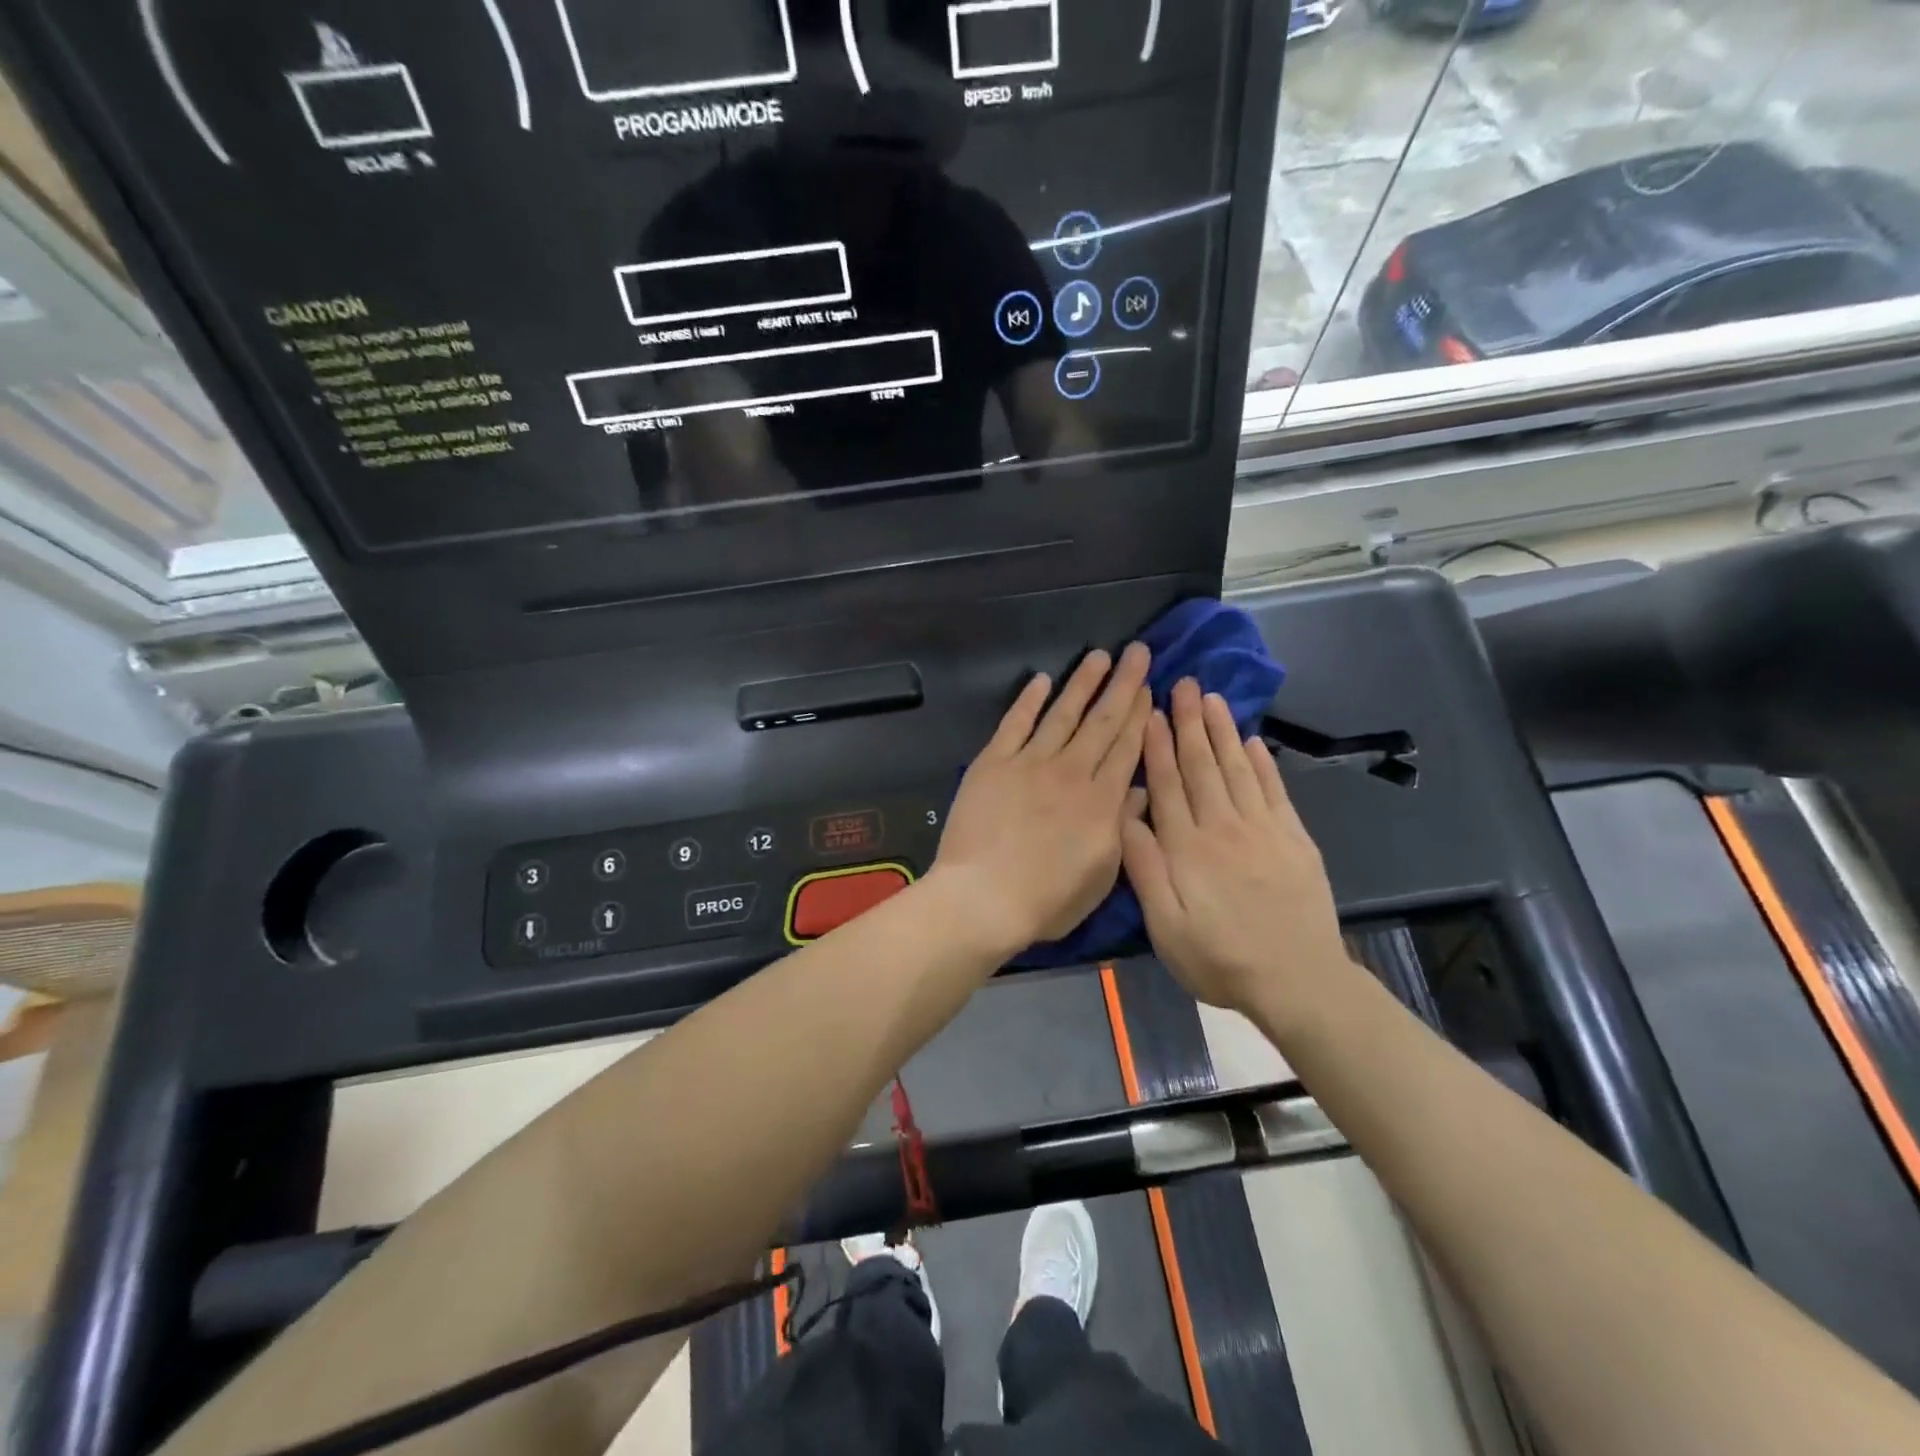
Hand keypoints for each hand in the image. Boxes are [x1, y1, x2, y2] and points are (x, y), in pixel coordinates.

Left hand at [932, 644, 1152, 952]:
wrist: (983, 897)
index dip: (1140, 715)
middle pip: (1102, 721)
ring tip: (1099, 655)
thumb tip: (1141, 790)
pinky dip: (1028, 700)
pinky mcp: (994, 763)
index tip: (1150, 688)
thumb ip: (1123, 827)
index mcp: (1101, 801)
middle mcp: (1070, 772)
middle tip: (1137, 652)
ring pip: (1063, 713)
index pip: (1127, 748)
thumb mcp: (1102, 875)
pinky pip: (1015, 723)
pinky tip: (1040, 680)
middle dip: (1123, 684)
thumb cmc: (1046, 899)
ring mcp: (1030, 763)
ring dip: (1082, 682)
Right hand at [1121, 678, 1347, 1017]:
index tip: (1151, 711)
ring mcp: (1263, 830)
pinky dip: (1262, 762)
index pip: (1167, 784)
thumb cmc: (1219, 959)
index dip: (1157, 745)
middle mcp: (1224, 827)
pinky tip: (1252, 741)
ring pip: (1237, 769)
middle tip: (1183, 684)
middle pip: (1202, 765)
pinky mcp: (1294, 839)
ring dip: (1222, 731)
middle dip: (1190, 722)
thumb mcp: (1165, 926)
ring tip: (1212, 698)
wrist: (1298, 982)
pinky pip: (1275, 790)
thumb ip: (1144, 868)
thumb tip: (1126, 816)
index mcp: (1187, 847)